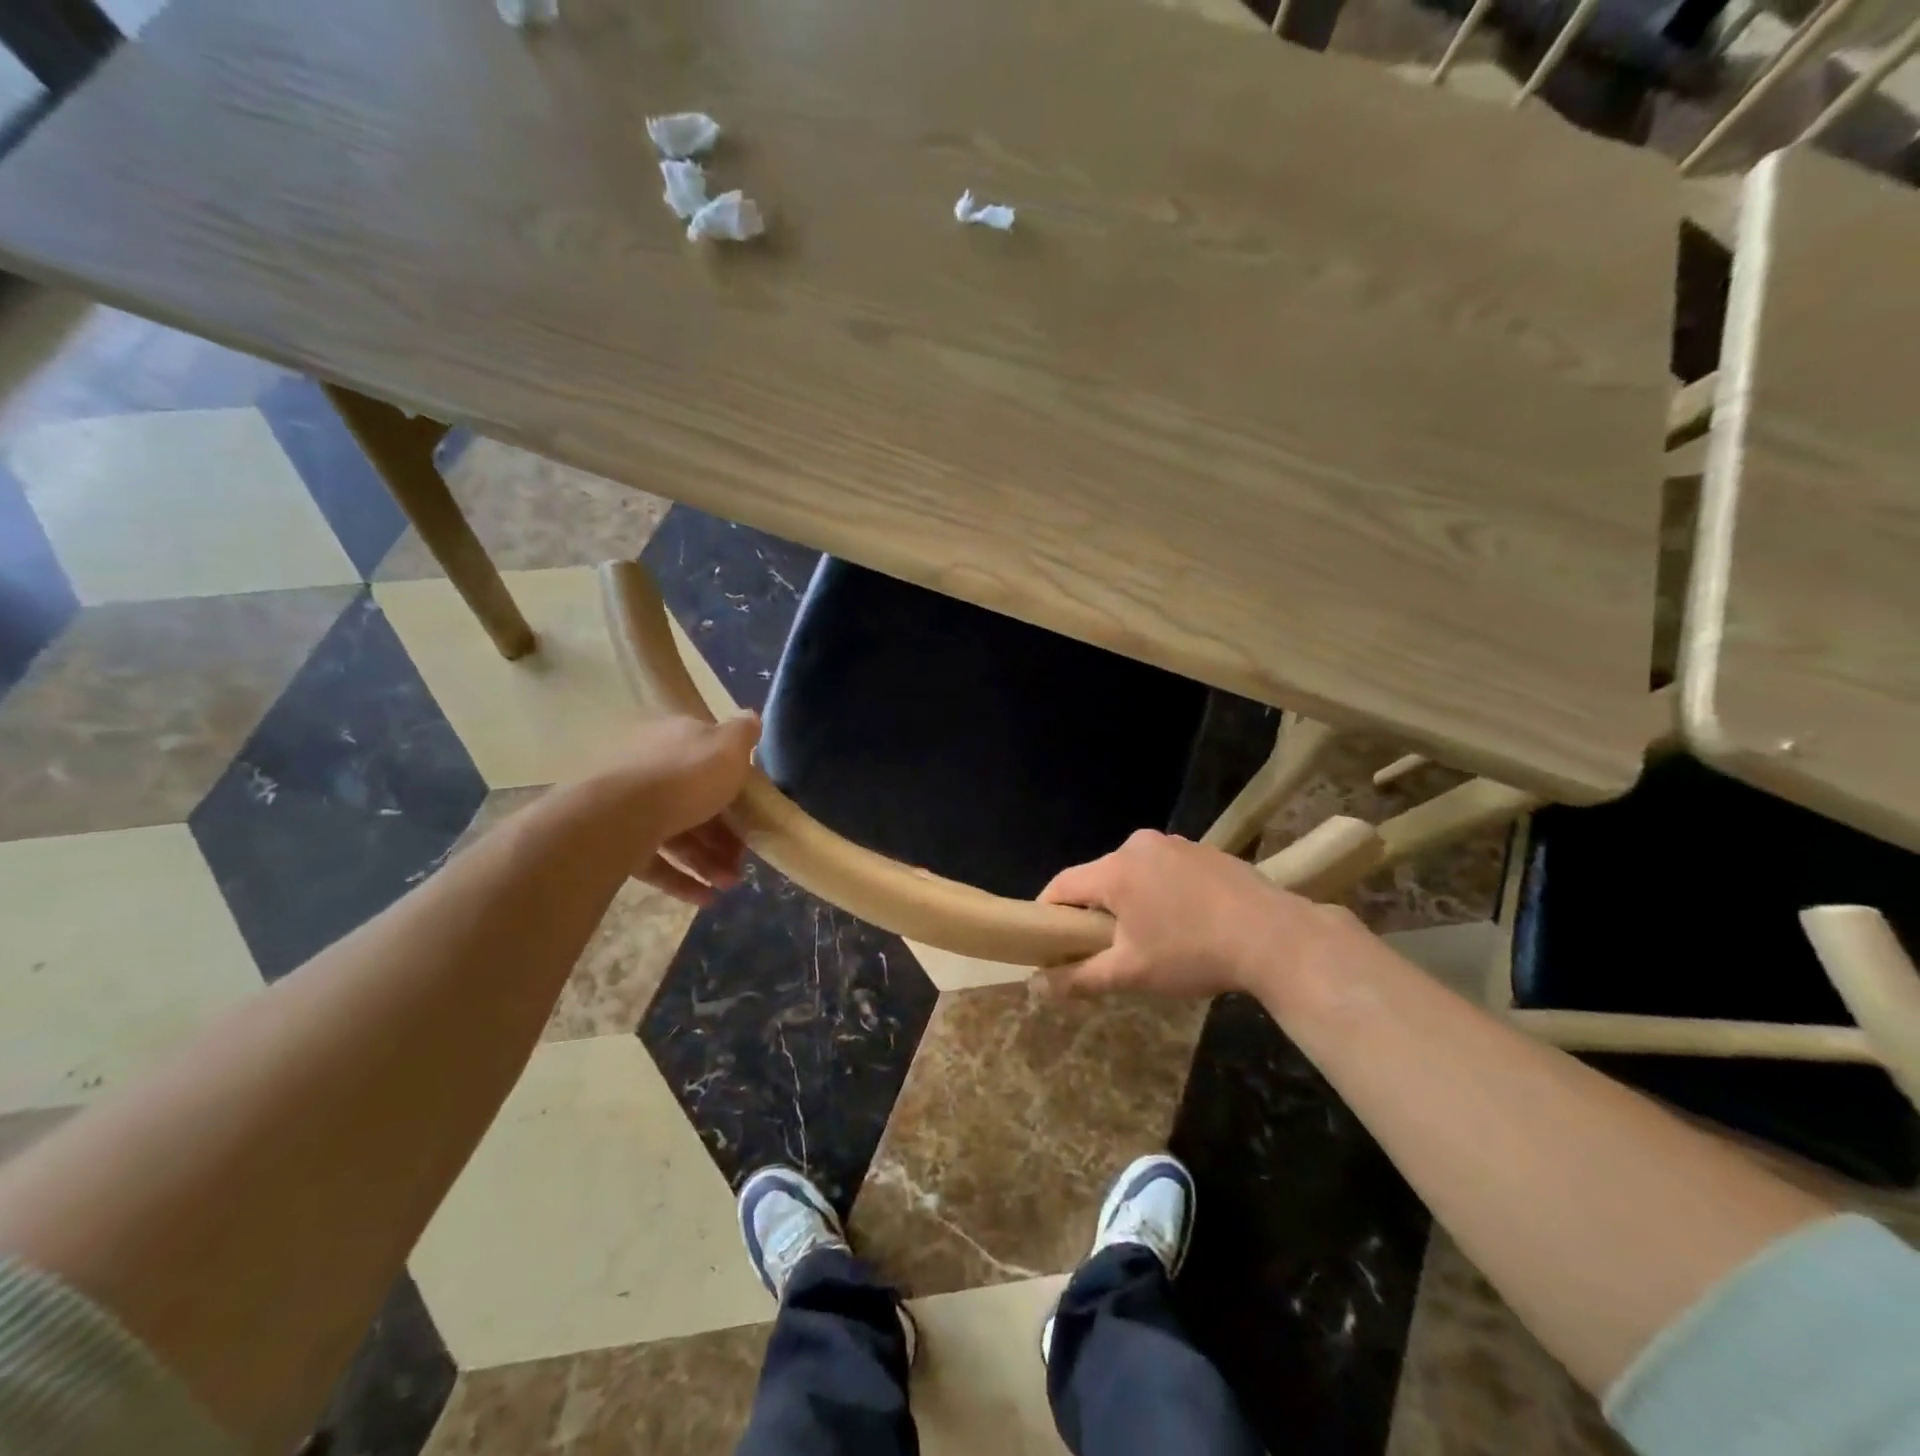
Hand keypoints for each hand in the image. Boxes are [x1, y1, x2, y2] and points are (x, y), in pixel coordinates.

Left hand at [595, 714, 759, 905]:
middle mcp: (651, 766)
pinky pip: (655, 860)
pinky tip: (705, 899)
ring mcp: (630, 804)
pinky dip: (681, 879)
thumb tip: (752, 717)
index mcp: (676, 739)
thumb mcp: (729, 748)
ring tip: (728, 885)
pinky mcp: (616, 839)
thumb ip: (743, 733)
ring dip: (708, 860)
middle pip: (696, 801)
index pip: (710, 758)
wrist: (616, 815)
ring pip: (678, 832)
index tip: (754, 813)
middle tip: (744, 859)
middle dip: (725, 834)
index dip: (736, 786)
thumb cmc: (685, 777)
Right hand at [1036, 829, 1344, 998]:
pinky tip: (1186, 922)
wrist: (1274, 937)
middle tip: (1104, 948)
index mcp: (1115, 869)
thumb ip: (1080, 977)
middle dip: (1095, 911)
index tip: (1047, 940)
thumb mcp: (1131, 973)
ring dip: (1131, 901)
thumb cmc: (1192, 952)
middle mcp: (1139, 845)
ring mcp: (1176, 844)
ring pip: (1135, 874)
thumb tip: (1037, 986)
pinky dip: (1163, 893)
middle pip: (1100, 878)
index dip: (1048, 912)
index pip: (1063, 885)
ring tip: (1150, 938)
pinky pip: (1166, 870)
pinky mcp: (1206, 851)